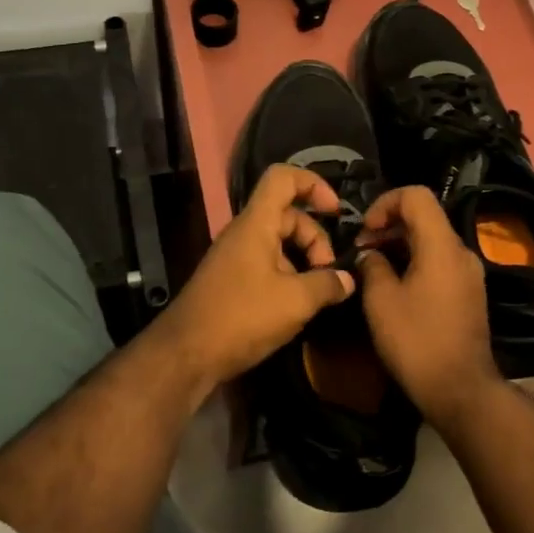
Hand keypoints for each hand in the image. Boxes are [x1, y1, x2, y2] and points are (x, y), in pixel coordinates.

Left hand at [148, 164, 355, 396]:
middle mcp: (244, 233)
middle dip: (316, 239)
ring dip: (303, 262)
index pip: (283, 178)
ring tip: (317, 294)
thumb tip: (347, 280)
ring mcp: (235, 257)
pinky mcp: (231, 281)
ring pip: (279, 243)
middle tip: (329, 275)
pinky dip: (287, 276)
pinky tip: (297, 306)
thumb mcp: (295, 301)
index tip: (336, 211)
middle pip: (288, 216)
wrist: (185, 354)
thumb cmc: (242, 317)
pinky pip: (266, 264)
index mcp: (256, 223)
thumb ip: (327, 285)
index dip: (314, 184)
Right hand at [353, 186, 500, 422]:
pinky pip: (440, 262)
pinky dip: (416, 261)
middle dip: (389, 225)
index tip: (366, 231)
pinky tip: (396, 287)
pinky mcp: (469, 293)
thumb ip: (372, 266)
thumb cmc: (416, 340)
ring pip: (432, 240)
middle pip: (424, 216)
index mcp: (441, 245)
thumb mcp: (381, 300)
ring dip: (400, 245)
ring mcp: (469, 273)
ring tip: (374, 269)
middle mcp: (461, 251)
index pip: (416, 195)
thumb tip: (371, 255)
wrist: (460, 389)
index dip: (385, 203)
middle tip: (362, 252)